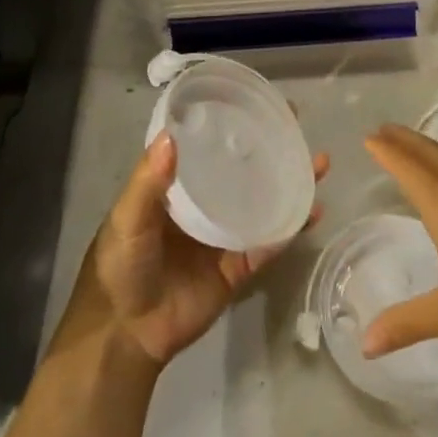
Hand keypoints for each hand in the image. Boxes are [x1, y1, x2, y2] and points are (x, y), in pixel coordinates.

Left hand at [54, 133, 329, 371]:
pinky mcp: (239, 268)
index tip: (257, 103)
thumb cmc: (119, 267)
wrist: (126, 333)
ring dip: (291, 184)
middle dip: (271, 150)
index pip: (209, 148)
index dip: (232, 125)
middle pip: (244, 171)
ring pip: (265, 203)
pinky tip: (313, 211)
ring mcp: (225, 236)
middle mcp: (205, 206)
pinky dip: (291, 228)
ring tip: (318, 162)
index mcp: (178, 189)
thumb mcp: (127, 218)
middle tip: (298, 125)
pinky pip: (269, 244)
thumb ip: (148, 182)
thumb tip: (172, 136)